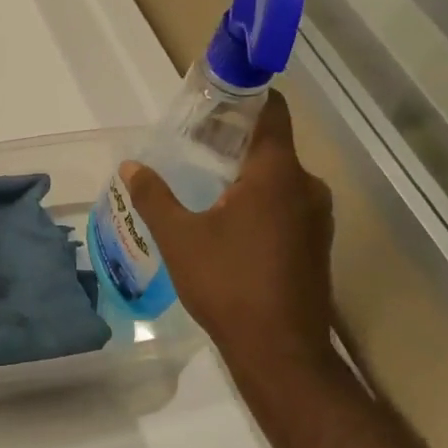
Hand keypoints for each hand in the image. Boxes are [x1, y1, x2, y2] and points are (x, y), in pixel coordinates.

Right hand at [126, 91, 335, 383]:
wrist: (281, 353)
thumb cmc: (228, 284)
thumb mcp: (180, 237)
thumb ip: (154, 196)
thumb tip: (131, 166)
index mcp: (277, 173)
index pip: (271, 111)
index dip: (246, 95)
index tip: (215, 95)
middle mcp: (306, 187)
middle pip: (271, 144)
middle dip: (233, 138)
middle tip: (192, 142)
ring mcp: (317, 218)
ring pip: (279, 177)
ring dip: (245, 172)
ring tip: (203, 179)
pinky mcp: (316, 244)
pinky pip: (286, 204)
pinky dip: (259, 199)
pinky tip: (227, 219)